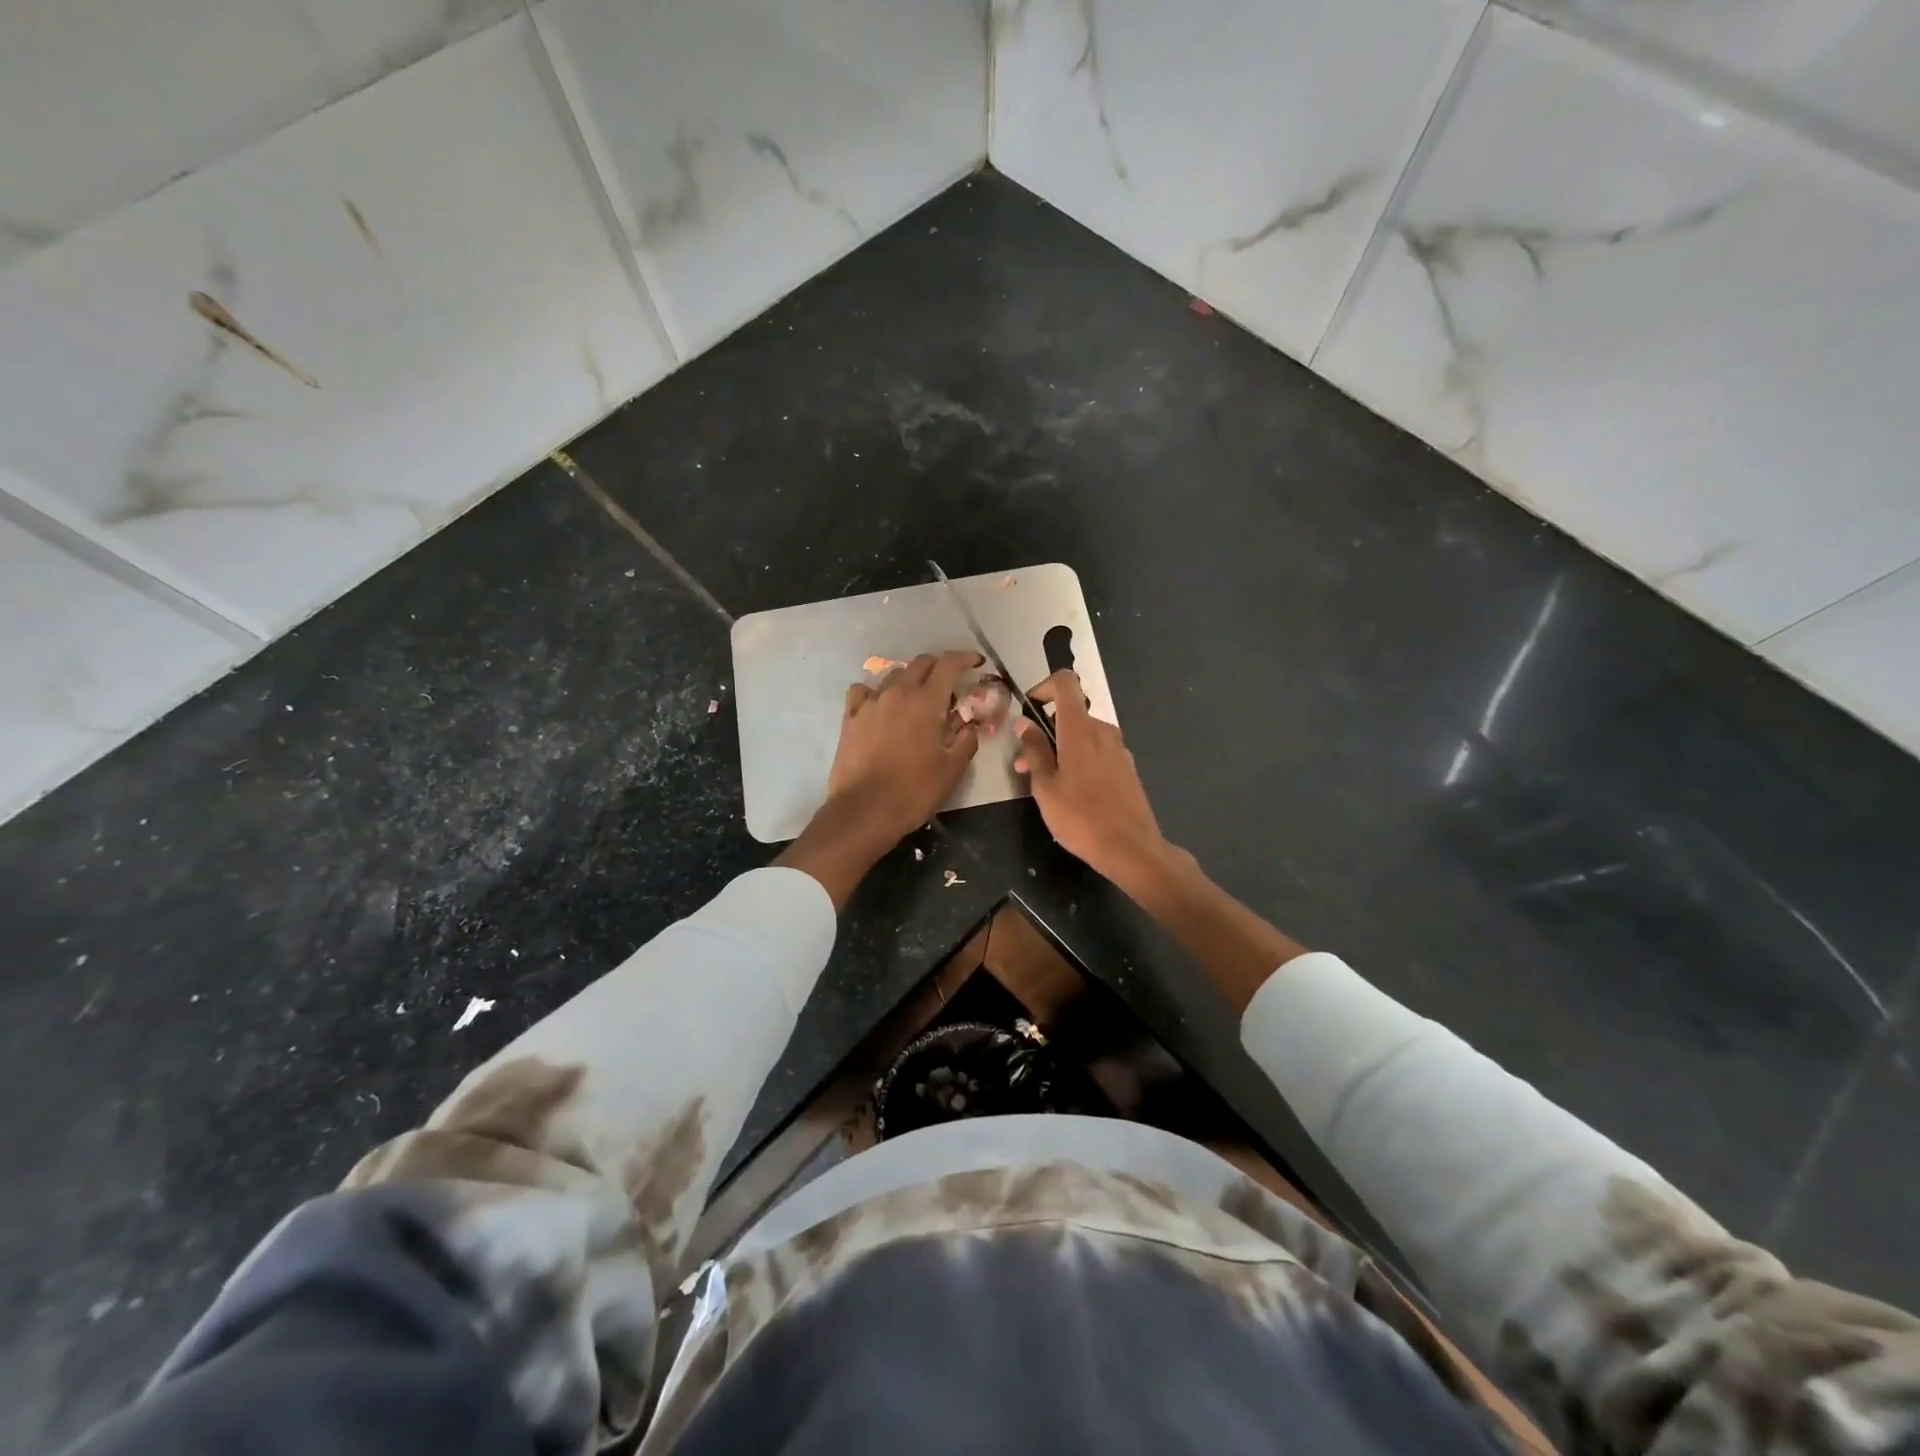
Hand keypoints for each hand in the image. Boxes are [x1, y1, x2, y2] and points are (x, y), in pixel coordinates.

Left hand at [826, 650, 982, 846]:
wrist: (865, 810)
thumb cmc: (914, 791)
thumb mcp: (952, 769)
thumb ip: (966, 741)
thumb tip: (970, 727)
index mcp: (927, 701)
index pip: (949, 664)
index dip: (965, 658)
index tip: (976, 663)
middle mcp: (898, 692)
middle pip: (921, 663)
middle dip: (939, 667)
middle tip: (949, 685)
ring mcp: (870, 703)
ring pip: (893, 675)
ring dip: (910, 680)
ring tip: (916, 698)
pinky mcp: (850, 717)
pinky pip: (863, 692)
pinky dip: (876, 693)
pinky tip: (880, 707)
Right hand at [1015, 671, 1173, 887]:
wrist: (1131, 848)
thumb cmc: (1080, 818)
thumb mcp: (1045, 787)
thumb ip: (1034, 751)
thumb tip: (1024, 723)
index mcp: (1080, 729)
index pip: (1065, 683)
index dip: (1044, 687)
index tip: (1029, 711)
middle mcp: (1102, 730)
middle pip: (1071, 714)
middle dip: (1046, 731)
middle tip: (1026, 763)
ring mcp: (1119, 748)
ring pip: (1084, 735)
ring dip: (1062, 748)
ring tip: (1045, 783)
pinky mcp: (1127, 766)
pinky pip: (1098, 751)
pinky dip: (1080, 759)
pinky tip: (1073, 792)